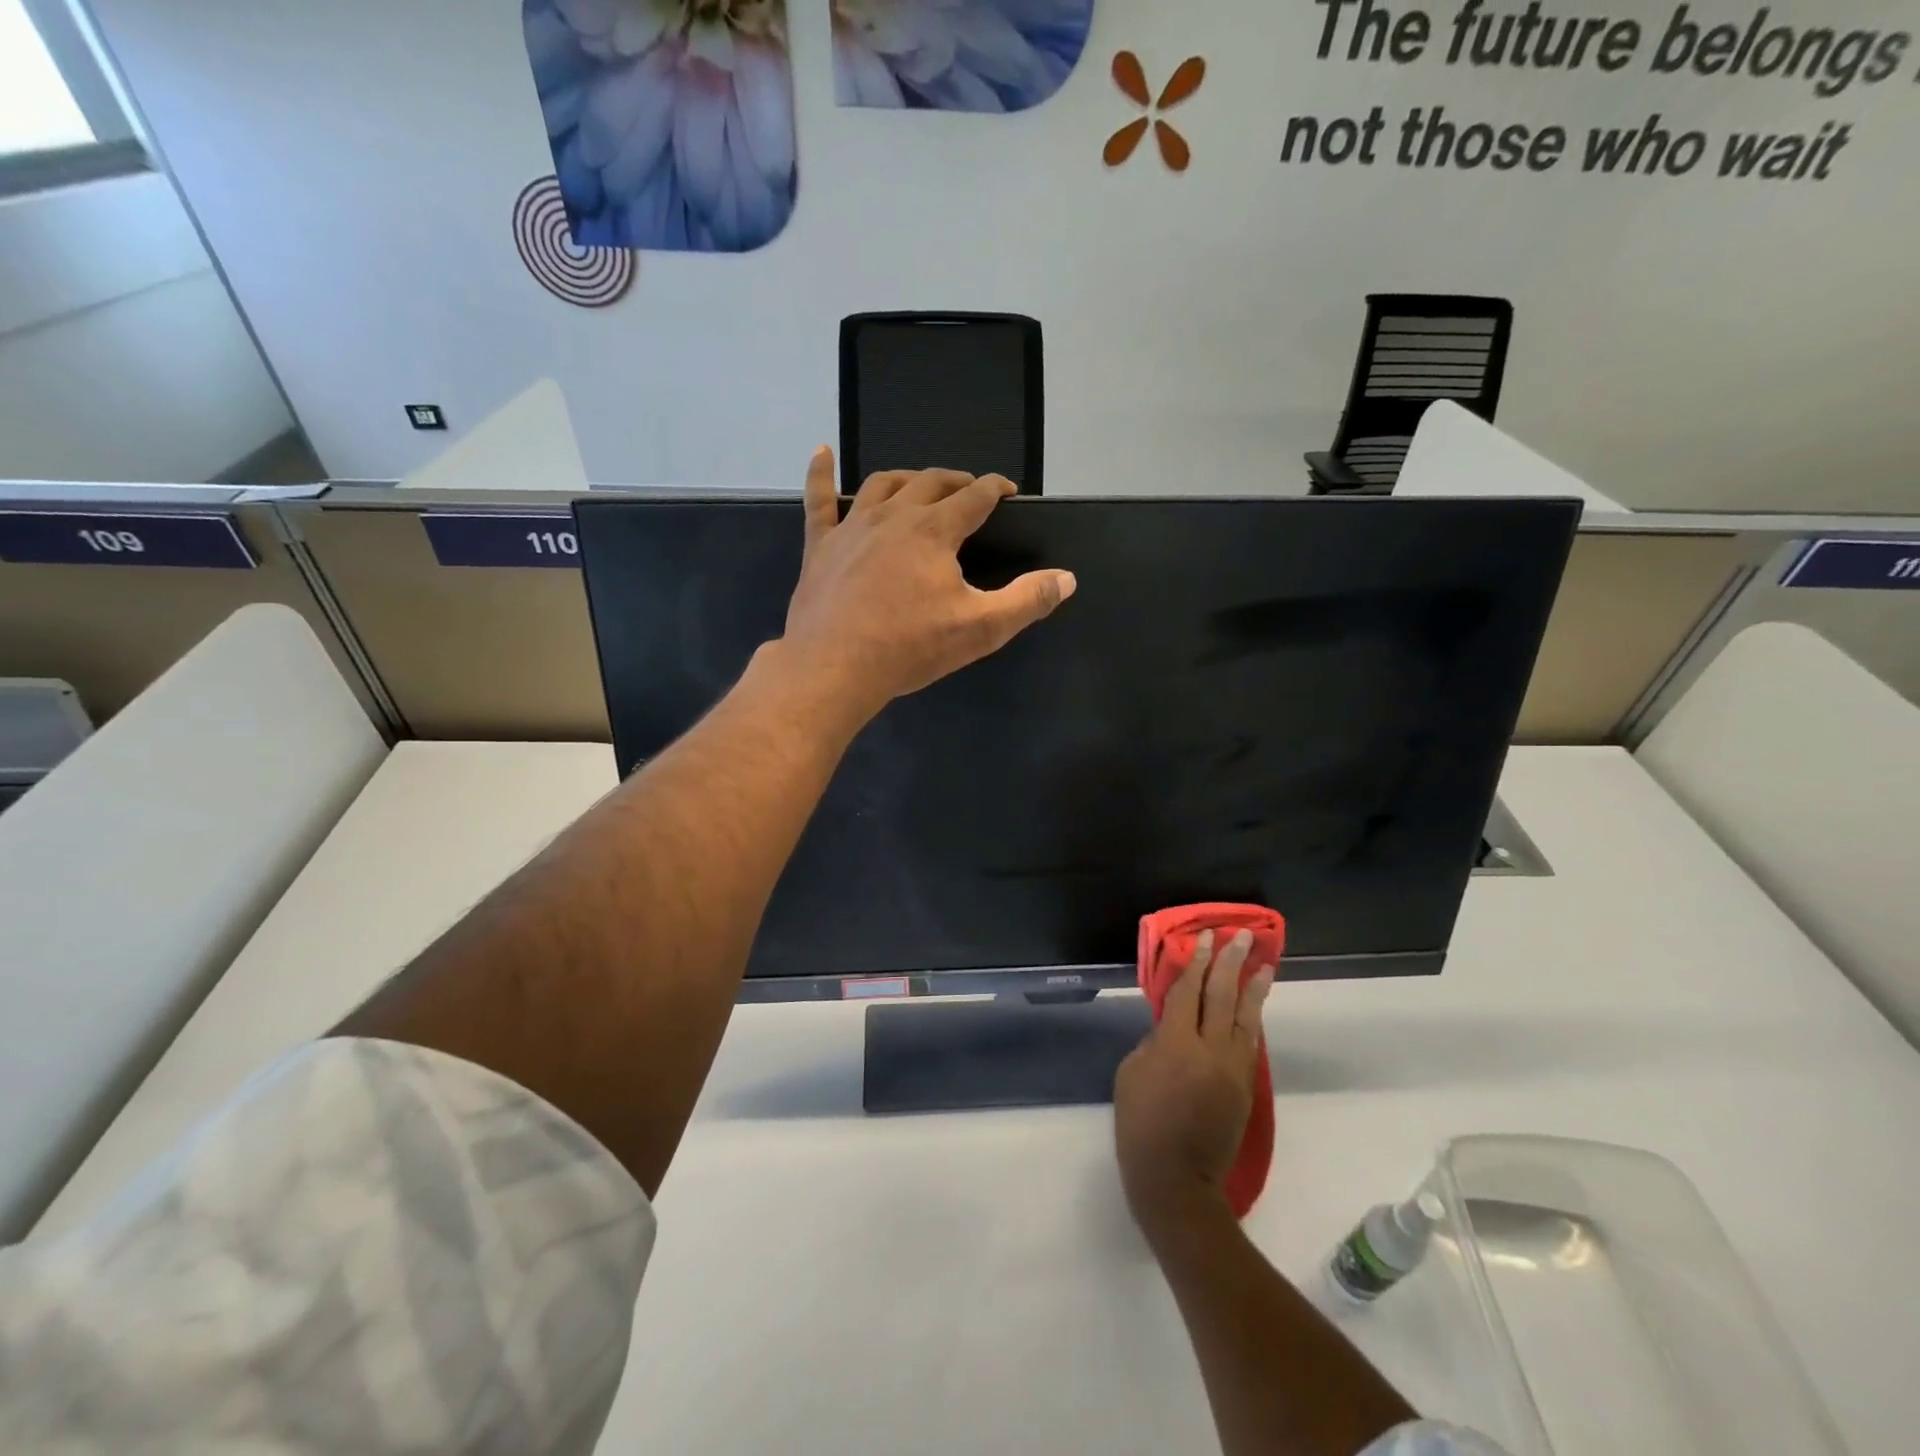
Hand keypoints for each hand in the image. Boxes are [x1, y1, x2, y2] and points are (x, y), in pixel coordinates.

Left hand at [781, 447, 1075, 720]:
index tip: (1008, 491)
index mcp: (935, 530)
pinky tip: (821, 452)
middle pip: (931, 482)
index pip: (975, 496)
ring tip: (920, 484)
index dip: (996, 488)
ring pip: (883, 485)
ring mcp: (852, 527)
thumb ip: (1027, 600)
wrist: (835, 667)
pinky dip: (820, 473)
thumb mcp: (981, 629)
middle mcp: (894, 515)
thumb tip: (1066, 578)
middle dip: (956, 481)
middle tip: (970, 490)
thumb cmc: (910, 648)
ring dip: (907, 479)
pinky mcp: (821, 545)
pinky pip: (819, 499)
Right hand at [1115, 929, 1276, 1233]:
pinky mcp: (1245, 1088)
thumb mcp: (1131, 1074)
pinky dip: (1251, 1019)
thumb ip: (1153, 1043)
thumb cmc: (1140, 1125)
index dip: (1195, 963)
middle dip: (1230, 963)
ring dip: (1254, 988)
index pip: (1188, 992)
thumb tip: (1171, 1028)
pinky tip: (1254, 1005)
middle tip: (1241, 937)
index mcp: (1176, 1044)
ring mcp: (1233, 1070)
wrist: (1177, 1181)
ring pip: (1246, 1018)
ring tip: (1264, 963)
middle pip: (1223, 997)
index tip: (1205, 938)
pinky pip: (1249, 1043)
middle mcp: (1211, 1050)